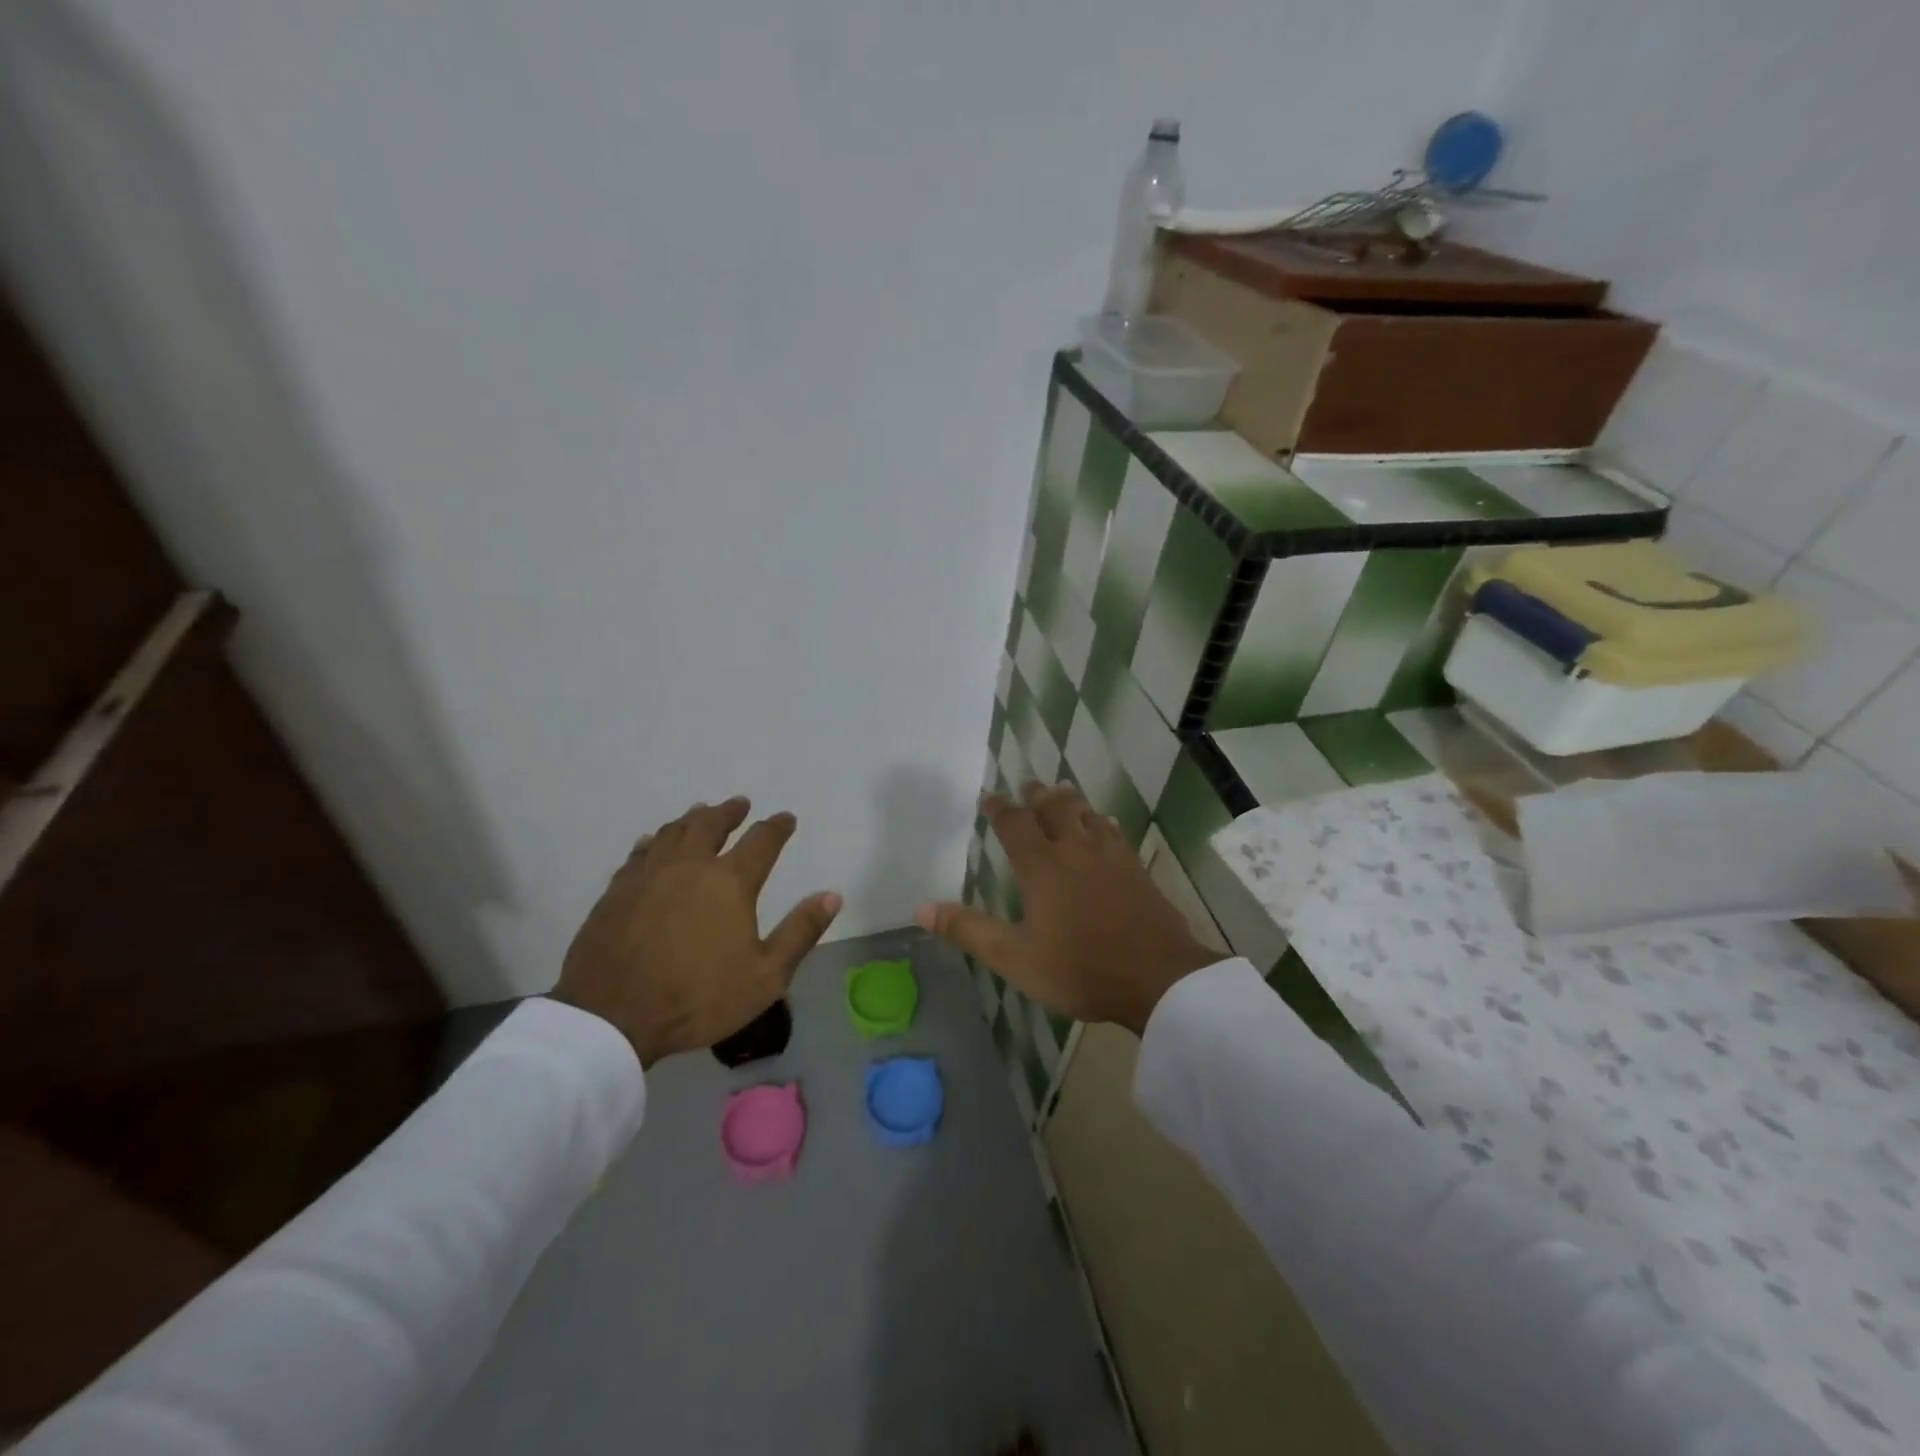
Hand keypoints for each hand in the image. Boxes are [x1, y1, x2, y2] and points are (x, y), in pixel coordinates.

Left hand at [553, 797, 841, 1067]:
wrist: (610, 1016)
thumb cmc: (697, 998)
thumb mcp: (765, 976)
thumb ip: (800, 932)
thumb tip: (832, 895)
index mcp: (729, 882)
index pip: (761, 841)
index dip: (777, 827)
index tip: (786, 818)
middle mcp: (690, 866)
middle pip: (711, 824)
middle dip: (730, 812)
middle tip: (740, 804)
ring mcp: (648, 875)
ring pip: (673, 832)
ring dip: (692, 819)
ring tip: (701, 813)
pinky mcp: (617, 891)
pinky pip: (640, 853)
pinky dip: (654, 841)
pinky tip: (653, 842)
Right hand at [915, 783, 1218, 1035]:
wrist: (1157, 978)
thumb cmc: (1079, 969)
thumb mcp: (1015, 957)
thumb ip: (969, 930)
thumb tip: (921, 908)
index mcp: (1042, 866)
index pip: (1014, 823)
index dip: (999, 807)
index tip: (988, 796)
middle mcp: (1075, 850)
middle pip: (1054, 808)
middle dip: (1037, 795)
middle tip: (1028, 784)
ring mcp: (1110, 856)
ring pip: (1086, 814)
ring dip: (1070, 800)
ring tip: (1061, 791)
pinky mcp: (1135, 869)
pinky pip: (1114, 832)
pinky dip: (1102, 822)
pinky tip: (1106, 825)